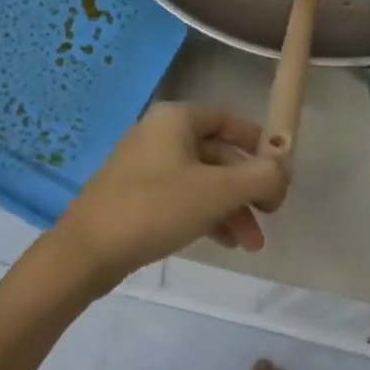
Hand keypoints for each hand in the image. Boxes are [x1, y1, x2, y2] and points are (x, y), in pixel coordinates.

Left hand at [55, 103, 288, 287]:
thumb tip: (282, 171)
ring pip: (203, 181)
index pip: (229, 120)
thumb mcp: (218, 191)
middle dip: (248, 188)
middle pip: (219, 155)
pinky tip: (227, 243)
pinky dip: (207, 215)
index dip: (259, 144)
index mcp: (176, 119)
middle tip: (270, 216)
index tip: (280, 173)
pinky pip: (183, 198)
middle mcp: (160, 135)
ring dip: (232, 208)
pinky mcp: (137, 196)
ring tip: (251, 244)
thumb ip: (260, 176)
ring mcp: (146, 166)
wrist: (88, 250)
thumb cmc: (156, 208)